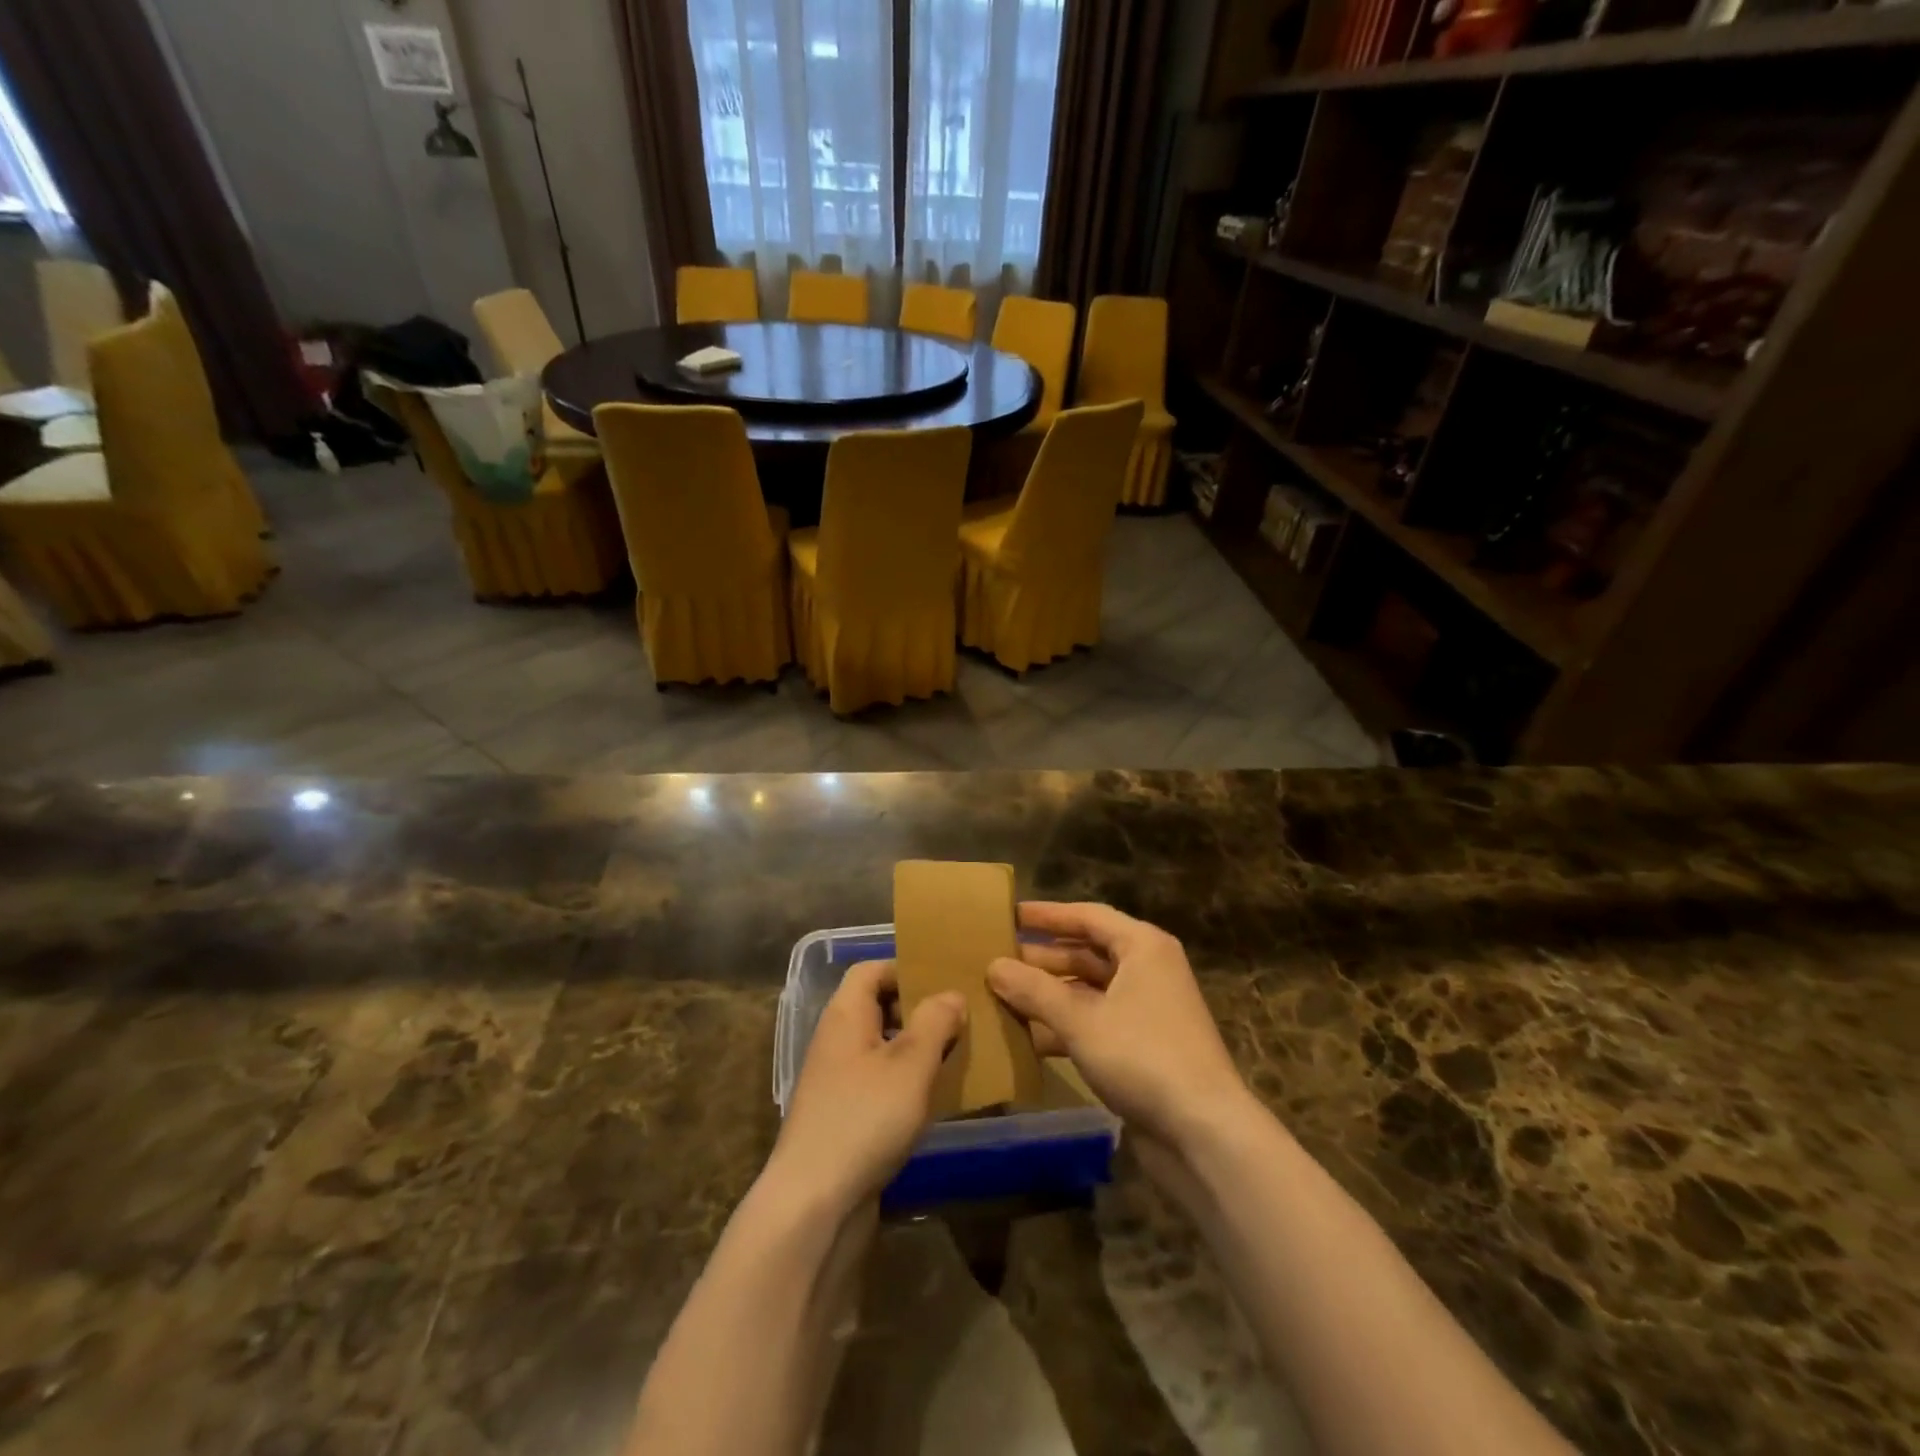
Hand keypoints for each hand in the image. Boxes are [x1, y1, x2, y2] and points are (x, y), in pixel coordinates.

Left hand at [766, 959, 966, 1215]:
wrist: (814, 1203)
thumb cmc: (864, 1118)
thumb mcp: (910, 1064)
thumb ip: (934, 1022)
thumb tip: (950, 995)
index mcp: (845, 1015)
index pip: (871, 969)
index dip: (905, 968)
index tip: (944, 981)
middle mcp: (837, 1040)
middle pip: (878, 1006)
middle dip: (918, 1009)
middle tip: (960, 1019)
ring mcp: (837, 1081)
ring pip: (882, 1047)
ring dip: (917, 1048)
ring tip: (957, 1056)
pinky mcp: (844, 1116)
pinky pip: (880, 1082)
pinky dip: (907, 1082)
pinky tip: (934, 1098)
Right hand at [989, 902, 1255, 1155]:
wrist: (1204, 1132)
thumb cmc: (1143, 1056)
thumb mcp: (1081, 1020)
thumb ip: (1035, 990)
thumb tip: (993, 966)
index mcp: (1142, 947)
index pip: (1087, 916)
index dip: (1047, 915)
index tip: (1008, 915)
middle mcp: (1148, 970)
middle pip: (1087, 952)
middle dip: (1043, 958)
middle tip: (997, 960)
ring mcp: (1148, 1009)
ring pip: (1090, 990)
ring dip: (1050, 994)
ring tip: (1004, 997)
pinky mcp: (1144, 1046)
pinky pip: (1097, 1021)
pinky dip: (1066, 1026)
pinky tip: (1029, 1039)